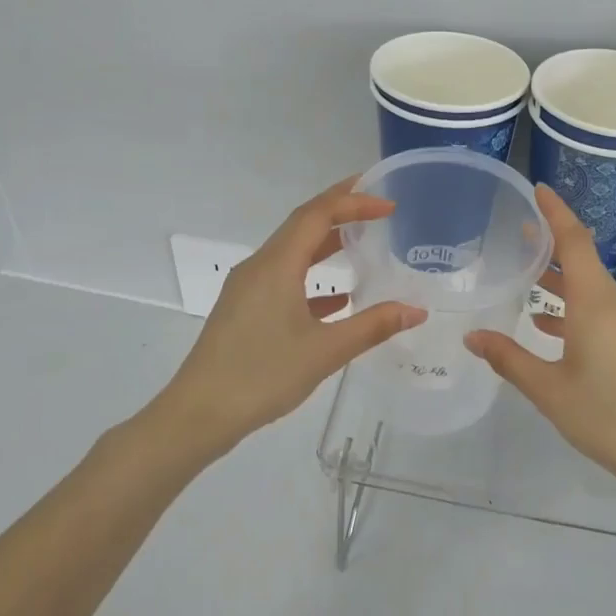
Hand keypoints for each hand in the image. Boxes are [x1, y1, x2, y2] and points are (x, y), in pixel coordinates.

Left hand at [160, 179, 424, 448]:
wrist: (199, 413)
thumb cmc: (262, 375)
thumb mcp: (325, 351)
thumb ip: (373, 326)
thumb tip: (416, 310)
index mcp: (276, 266)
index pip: (317, 215)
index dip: (353, 202)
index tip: (387, 205)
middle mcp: (259, 267)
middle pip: (302, 225)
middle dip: (339, 210)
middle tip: (376, 206)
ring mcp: (248, 289)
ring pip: (291, 252)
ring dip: (325, 244)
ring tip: (361, 243)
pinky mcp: (244, 310)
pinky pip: (283, 279)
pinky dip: (312, 279)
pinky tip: (338, 299)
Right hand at [465, 185, 615, 500]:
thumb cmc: (607, 417)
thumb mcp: (549, 390)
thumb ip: (509, 358)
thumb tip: (472, 336)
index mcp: (596, 304)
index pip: (575, 241)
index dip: (555, 213)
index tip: (537, 190)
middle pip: (583, 262)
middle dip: (550, 247)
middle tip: (515, 236)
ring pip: (591, 289)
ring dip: (560, 283)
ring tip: (524, 281)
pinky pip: (601, 311)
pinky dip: (574, 310)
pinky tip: (548, 327)